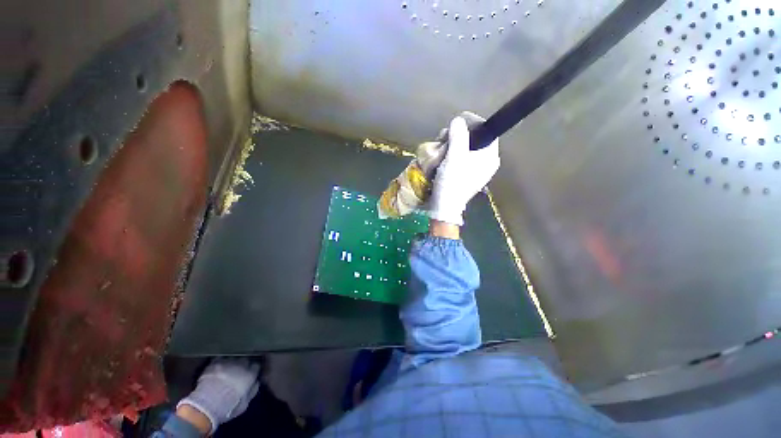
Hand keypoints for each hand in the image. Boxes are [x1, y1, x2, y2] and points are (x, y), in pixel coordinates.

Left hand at [177, 358, 259, 433]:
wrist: (207, 404)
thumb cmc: (228, 407)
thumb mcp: (244, 404)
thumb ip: (252, 391)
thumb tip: (256, 383)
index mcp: (250, 374)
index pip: (256, 366)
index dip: (254, 369)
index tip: (252, 372)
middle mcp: (241, 365)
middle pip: (247, 358)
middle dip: (245, 362)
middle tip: (241, 369)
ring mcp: (228, 362)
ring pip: (234, 356)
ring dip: (234, 360)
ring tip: (231, 365)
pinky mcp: (215, 362)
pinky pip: (221, 357)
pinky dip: (222, 360)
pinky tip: (220, 364)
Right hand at [428, 112, 499, 225]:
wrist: (445, 207)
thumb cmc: (452, 182)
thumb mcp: (455, 157)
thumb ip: (458, 136)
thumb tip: (458, 121)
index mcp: (490, 157)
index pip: (486, 131)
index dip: (473, 123)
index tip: (457, 122)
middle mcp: (486, 162)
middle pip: (475, 139)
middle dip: (458, 135)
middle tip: (444, 137)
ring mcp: (476, 170)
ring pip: (466, 149)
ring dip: (452, 145)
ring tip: (440, 147)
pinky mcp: (466, 176)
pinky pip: (461, 158)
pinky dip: (451, 155)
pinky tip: (442, 156)